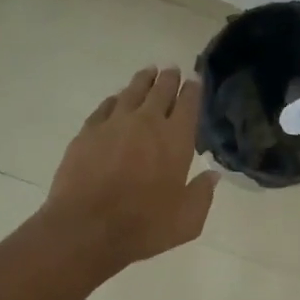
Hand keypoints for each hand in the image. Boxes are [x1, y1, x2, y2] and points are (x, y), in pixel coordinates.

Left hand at [45, 66, 218, 269]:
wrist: (87, 229)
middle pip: (160, 91)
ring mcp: (114, 124)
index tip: (195, 81)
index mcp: (176, 140)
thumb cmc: (144, 226)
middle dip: (169, 79)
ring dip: (142, 81)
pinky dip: (115, 100)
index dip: (193, 90)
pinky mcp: (88, 133)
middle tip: (172, 70)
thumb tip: (212, 176)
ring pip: (131, 92)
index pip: (188, 104)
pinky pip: (105, 107)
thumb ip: (202, 194)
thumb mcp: (187, 220)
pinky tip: (116, 99)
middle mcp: (147, 123)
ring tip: (148, 73)